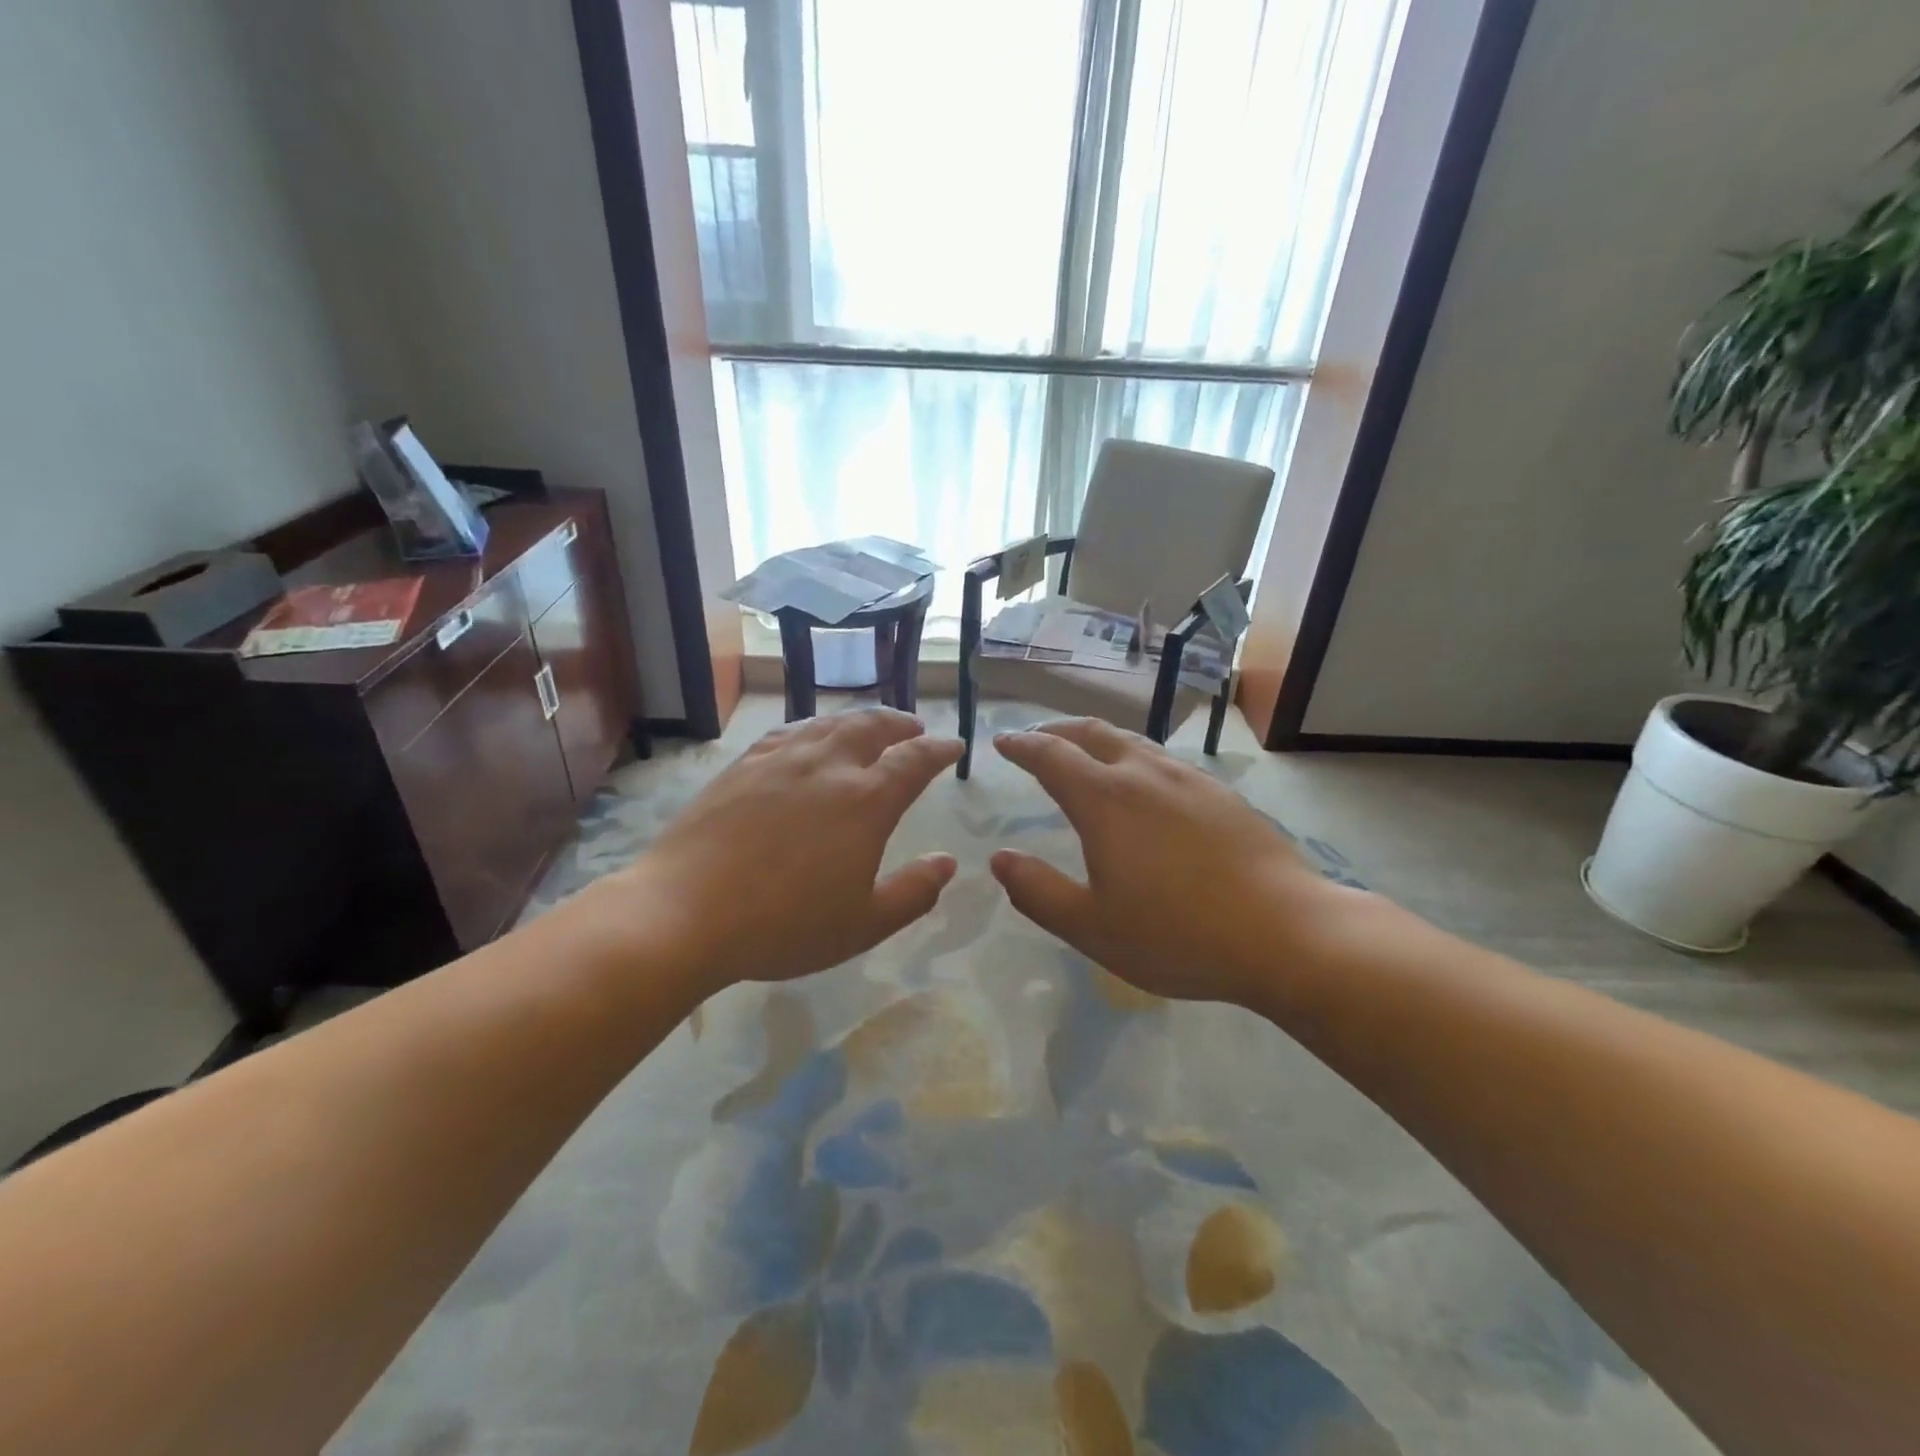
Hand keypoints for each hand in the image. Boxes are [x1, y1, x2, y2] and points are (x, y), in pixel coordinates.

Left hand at [609, 709, 961, 994]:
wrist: (685, 912)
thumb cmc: (783, 925)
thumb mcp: (863, 924)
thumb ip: (913, 892)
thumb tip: (947, 863)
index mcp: (865, 801)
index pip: (914, 761)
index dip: (939, 750)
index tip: (953, 746)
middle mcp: (827, 766)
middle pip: (872, 727)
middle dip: (900, 724)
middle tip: (914, 728)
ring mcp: (780, 760)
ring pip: (829, 723)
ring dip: (859, 720)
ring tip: (869, 726)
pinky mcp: (742, 766)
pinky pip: (788, 732)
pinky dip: (813, 728)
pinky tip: (809, 738)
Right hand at [990, 719, 1354, 1005]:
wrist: (1286, 933)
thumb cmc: (1179, 935)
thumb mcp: (1092, 928)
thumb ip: (1038, 892)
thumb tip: (1000, 859)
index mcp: (1105, 801)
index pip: (1051, 755)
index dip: (1022, 745)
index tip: (1002, 743)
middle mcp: (1144, 775)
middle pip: (1092, 733)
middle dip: (1057, 730)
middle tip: (1037, 739)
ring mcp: (1189, 780)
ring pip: (1132, 742)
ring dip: (1098, 741)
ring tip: (1086, 754)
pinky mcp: (1222, 794)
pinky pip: (1164, 761)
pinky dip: (1135, 758)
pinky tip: (1145, 786)